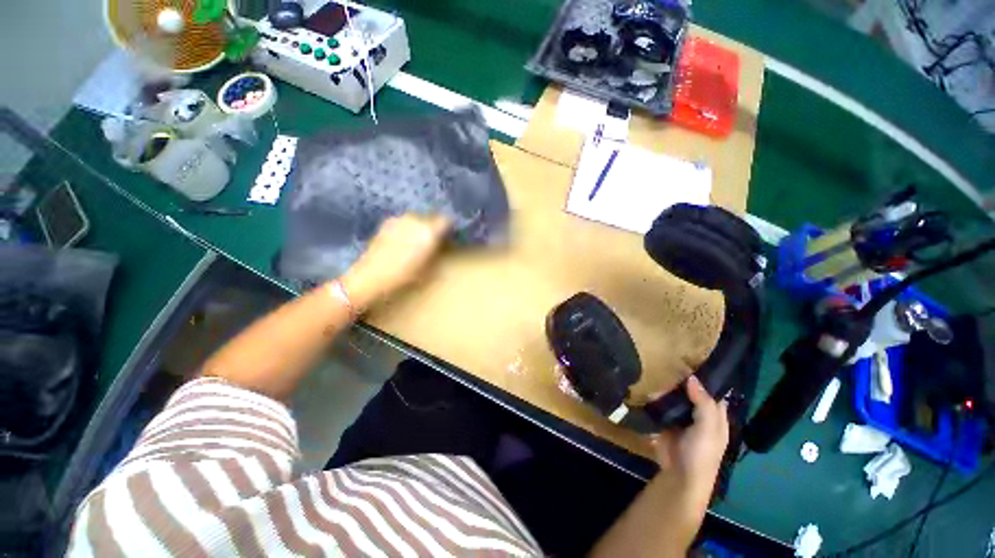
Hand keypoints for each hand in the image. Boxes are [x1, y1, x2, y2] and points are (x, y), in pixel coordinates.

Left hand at [340, 214, 450, 310]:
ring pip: (416, 219)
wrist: (370, 277)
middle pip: (431, 217)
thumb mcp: (429, 269)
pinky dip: (407, 229)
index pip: (446, 220)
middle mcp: (415, 220)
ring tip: (417, 241)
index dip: (449, 228)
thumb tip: (444, 243)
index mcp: (429, 230)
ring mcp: (398, 219)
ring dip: (420, 227)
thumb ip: (438, 251)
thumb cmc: (405, 277)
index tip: (450, 236)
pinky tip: (402, 242)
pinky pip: (403, 222)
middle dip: (434, 227)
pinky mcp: (386, 223)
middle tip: (434, 240)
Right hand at [650, 376, 729, 512]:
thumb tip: (692, 377)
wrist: (680, 476)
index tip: (691, 359)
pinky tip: (649, 391)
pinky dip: (656, 399)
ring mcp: (682, 418)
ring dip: (666, 389)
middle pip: (691, 392)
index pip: (713, 391)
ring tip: (655, 376)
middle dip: (680, 381)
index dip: (705, 378)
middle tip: (668, 364)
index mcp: (715, 416)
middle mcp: (699, 414)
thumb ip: (702, 403)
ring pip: (675, 397)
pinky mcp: (666, 422)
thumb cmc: (701, 453)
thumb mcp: (708, 428)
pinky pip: (662, 406)